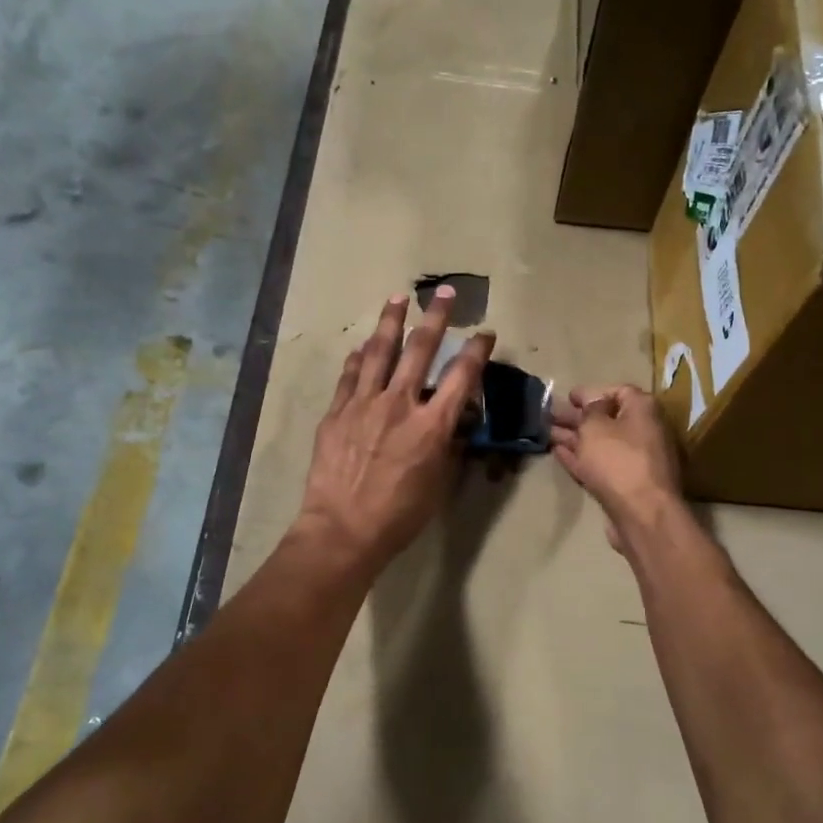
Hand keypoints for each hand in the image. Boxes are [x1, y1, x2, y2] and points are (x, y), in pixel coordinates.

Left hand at [296, 288, 494, 576]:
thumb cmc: (400, 515)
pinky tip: (362, 346)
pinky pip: (350, 376)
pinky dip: (358, 358)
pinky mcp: (337, 412)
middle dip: (436, 317)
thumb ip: (448, 447)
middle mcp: (400, 404)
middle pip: (421, 349)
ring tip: (397, 298)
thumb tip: (454, 422)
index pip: (461, 376)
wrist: (343, 529)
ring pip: (380, 352)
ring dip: (391, 322)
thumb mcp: (439, 484)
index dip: (476, 350)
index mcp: (432, 425)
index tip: (485, 333)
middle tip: (444, 292)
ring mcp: (364, 404)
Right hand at [550, 385, 682, 552]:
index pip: (618, 391)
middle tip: (550, 415)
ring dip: (575, 437)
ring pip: (600, 443)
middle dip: (578, 416)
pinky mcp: (625, 484)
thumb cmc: (618, 460)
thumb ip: (589, 409)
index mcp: (643, 410)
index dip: (591, 392)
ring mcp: (635, 460)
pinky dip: (580, 457)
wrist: (641, 513)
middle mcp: (644, 431)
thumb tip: (592, 401)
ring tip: (547, 433)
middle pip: (607, 418)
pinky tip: (559, 453)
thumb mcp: (595, 426)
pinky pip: (600, 463)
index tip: (569, 397)